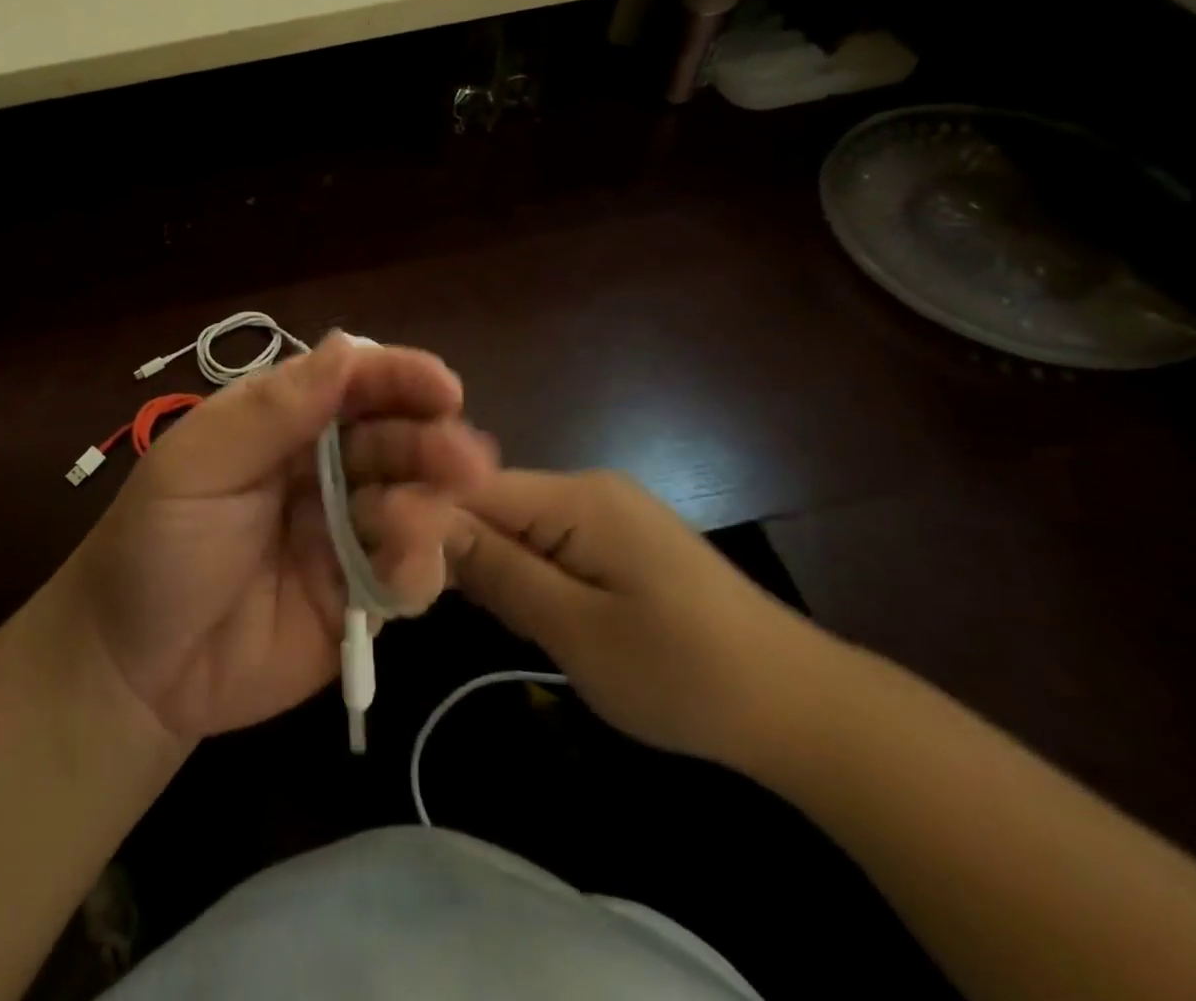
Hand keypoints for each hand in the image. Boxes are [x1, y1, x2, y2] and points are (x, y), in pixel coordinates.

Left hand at [65, 334, 496, 741]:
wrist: (133, 666)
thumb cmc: (156, 543)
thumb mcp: (198, 465)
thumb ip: (273, 410)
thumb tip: (350, 347)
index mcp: (283, 421)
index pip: (352, 383)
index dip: (398, 378)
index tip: (443, 388)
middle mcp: (324, 467)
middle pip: (395, 439)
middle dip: (431, 443)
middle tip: (464, 458)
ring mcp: (347, 532)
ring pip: (414, 502)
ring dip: (430, 503)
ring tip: (415, 519)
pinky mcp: (359, 596)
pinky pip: (408, 574)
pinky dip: (419, 566)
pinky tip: (403, 570)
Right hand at [451, 469, 838, 769]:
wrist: (802, 708)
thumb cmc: (684, 673)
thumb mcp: (576, 630)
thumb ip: (498, 570)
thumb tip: (423, 521)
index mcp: (577, 496)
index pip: (472, 486)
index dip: (427, 519)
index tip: (393, 562)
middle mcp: (587, 488)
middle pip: (492, 502)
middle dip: (466, 550)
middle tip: (456, 608)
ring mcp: (607, 511)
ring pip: (518, 525)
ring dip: (499, 567)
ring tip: (507, 622)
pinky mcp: (620, 539)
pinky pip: (549, 541)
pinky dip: (530, 574)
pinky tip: (539, 615)